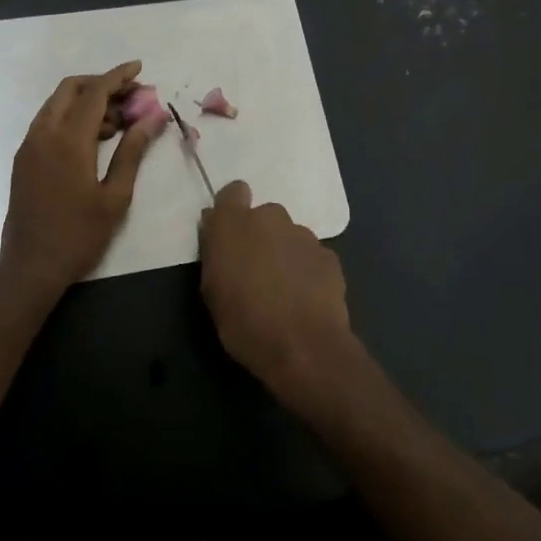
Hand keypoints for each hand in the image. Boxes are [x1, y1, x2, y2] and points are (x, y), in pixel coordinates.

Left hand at [0, 62, 164, 297]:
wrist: (30, 267)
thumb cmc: (79, 235)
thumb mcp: (115, 196)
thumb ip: (133, 151)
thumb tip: (154, 118)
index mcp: (68, 141)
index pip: (95, 93)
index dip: (118, 76)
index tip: (139, 68)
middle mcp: (43, 134)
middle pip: (70, 89)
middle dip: (101, 84)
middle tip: (131, 97)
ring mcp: (29, 145)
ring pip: (57, 104)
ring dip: (87, 101)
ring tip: (120, 122)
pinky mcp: (24, 158)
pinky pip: (48, 122)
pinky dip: (72, 117)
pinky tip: (95, 138)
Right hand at [199, 181, 359, 405]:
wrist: (304, 348)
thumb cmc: (244, 322)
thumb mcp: (211, 290)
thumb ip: (215, 251)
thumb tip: (215, 227)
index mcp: (235, 223)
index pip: (233, 192)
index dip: (232, 209)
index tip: (230, 233)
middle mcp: (271, 218)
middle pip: (264, 216)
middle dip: (260, 236)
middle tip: (256, 271)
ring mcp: (304, 235)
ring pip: (289, 236)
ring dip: (284, 253)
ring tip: (283, 290)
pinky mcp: (329, 256)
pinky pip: (311, 256)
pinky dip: (306, 270)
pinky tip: (305, 299)